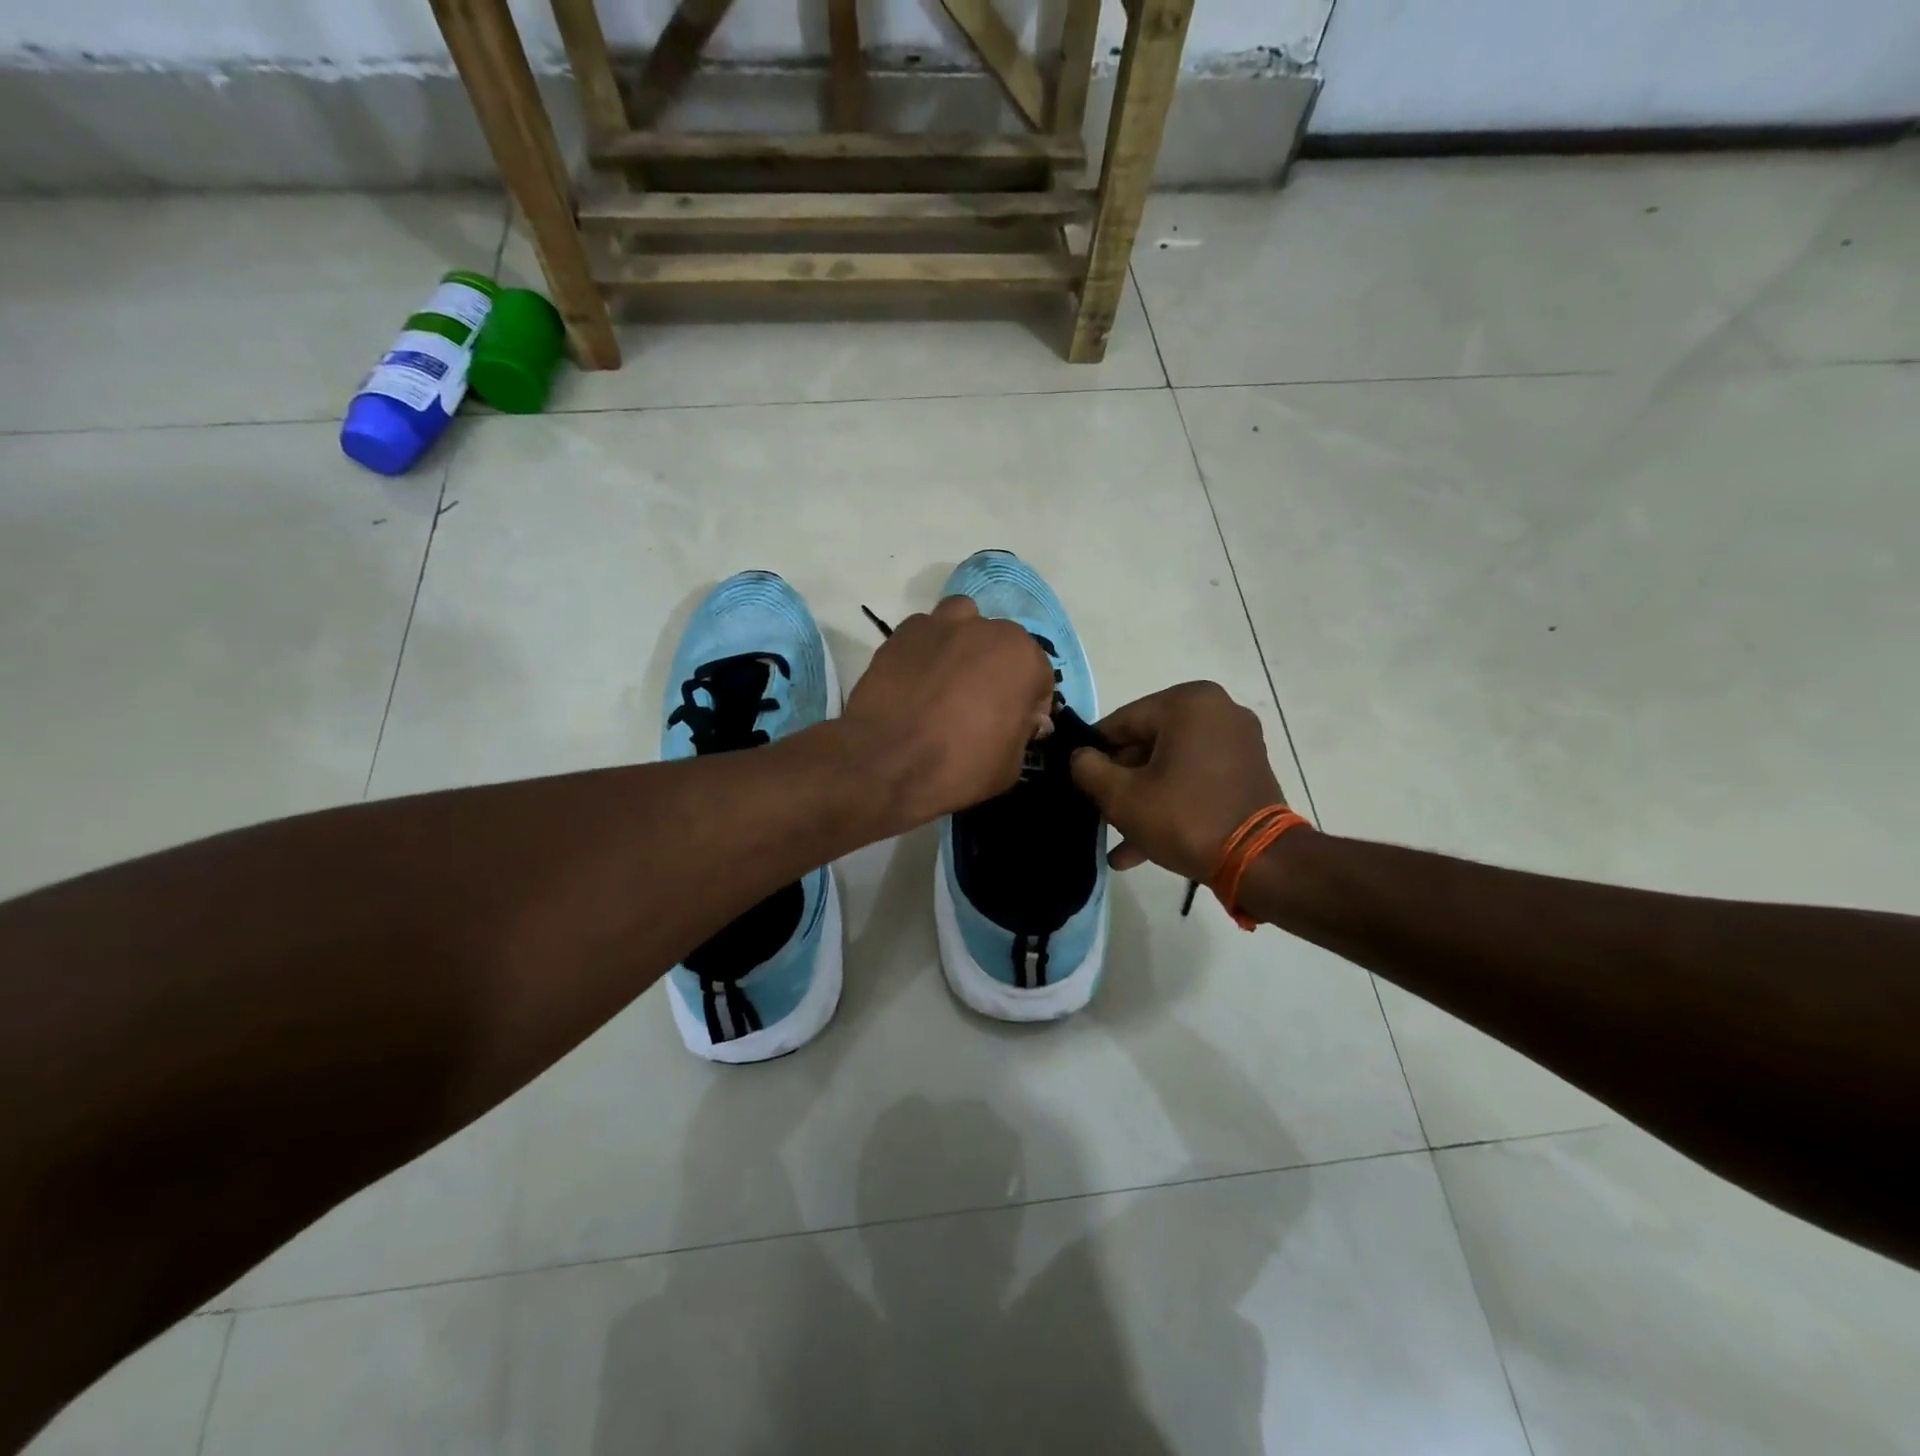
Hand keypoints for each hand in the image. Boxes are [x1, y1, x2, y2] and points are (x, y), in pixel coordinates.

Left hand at [841, 596, 1054, 832]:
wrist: (884, 764)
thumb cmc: (959, 767)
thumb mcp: (1011, 765)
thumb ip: (1023, 731)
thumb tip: (1024, 718)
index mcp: (1022, 657)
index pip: (1039, 676)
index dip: (1029, 704)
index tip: (1014, 725)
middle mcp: (986, 629)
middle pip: (1001, 644)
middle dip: (997, 669)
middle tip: (979, 705)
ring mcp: (940, 625)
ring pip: (963, 622)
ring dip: (963, 643)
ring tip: (950, 678)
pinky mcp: (901, 633)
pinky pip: (924, 633)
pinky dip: (927, 650)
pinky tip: (917, 679)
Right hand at [1070, 681, 1285, 881]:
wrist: (1261, 862)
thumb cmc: (1185, 818)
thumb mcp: (1122, 796)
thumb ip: (1089, 769)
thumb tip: (1080, 757)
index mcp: (1187, 703)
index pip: (1121, 722)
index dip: (1093, 753)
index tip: (1077, 781)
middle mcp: (1217, 711)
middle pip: (1147, 744)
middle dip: (1121, 783)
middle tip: (1099, 814)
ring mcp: (1237, 741)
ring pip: (1170, 766)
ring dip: (1143, 799)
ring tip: (1117, 839)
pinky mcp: (1248, 771)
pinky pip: (1196, 779)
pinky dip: (1172, 802)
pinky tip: (1142, 845)